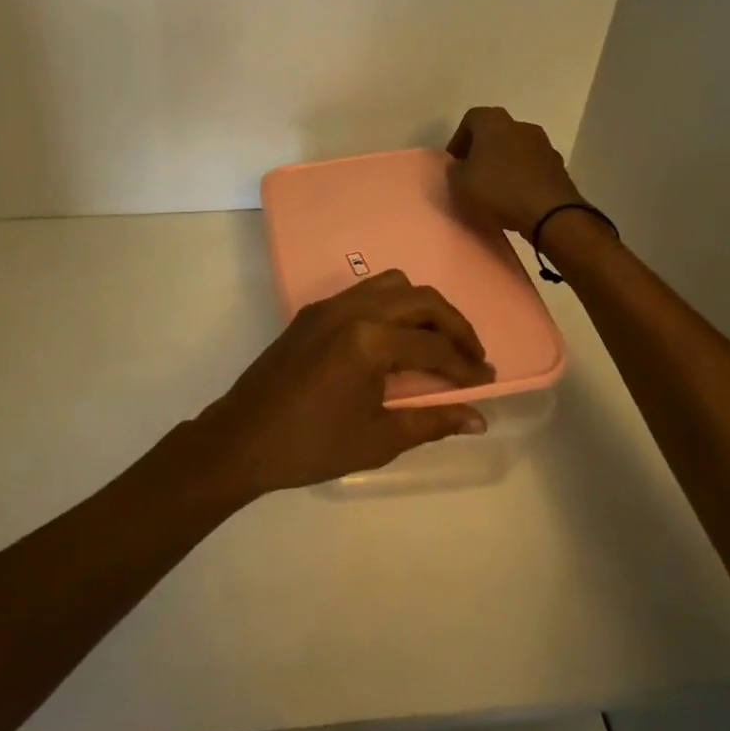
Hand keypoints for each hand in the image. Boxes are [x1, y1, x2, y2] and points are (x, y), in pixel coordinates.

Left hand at [192, 271, 494, 495]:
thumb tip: (478, 418)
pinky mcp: (312, 312)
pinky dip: (390, 307)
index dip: (466, 365)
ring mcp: (329, 306)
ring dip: (421, 307)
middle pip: (420, 299)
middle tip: (471, 354)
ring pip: (391, 285)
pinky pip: (363, 293)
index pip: (434, 347)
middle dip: (453, 324)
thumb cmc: (312, 445)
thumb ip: (432, 421)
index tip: (486, 380)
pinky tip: (394, 340)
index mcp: (369, 340)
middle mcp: (352, 309)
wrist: (243, 439)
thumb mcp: (378, 439)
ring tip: (435, 343)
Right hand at [446, 106, 582, 239]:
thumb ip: (455, 169)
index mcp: (494, 122)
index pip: (470, 119)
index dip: (459, 140)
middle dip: (482, 150)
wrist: (550, 213)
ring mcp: (543, 144)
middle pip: (495, 132)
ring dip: (504, 162)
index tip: (455, 162)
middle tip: (472, 173)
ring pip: (515, 148)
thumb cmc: (499, 190)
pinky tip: (515, 195)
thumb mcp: (460, 182)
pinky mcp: (558, 165)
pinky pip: (532, 165)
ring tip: (495, 187)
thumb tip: (461, 165)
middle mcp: (520, 125)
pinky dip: (521, 174)